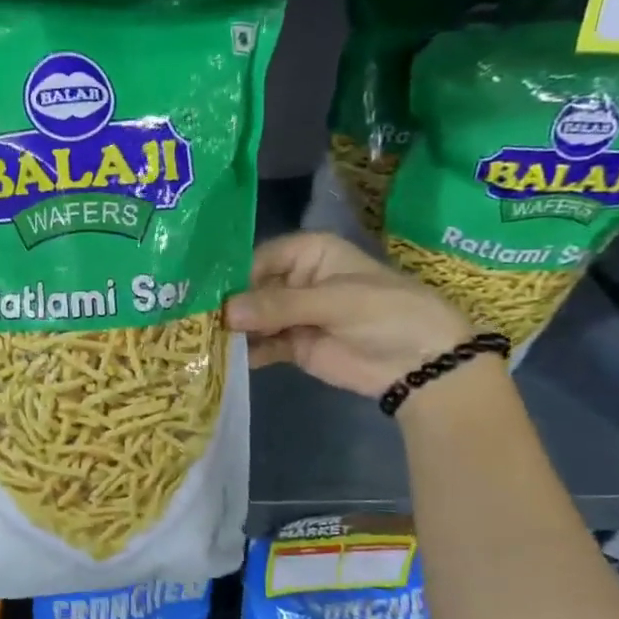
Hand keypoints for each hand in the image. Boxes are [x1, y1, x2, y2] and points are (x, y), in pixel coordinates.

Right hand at [224, 233, 472, 399]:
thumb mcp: (335, 302)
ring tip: (202, 342)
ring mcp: (292, 314)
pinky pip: (260, 345)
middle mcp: (294, 280)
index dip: (232, 276)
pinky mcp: (292, 345)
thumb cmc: (388, 314)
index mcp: (308, 253)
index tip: (202, 295)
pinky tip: (222, 358)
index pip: (258, 259)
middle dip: (227, 306)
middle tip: (194, 321)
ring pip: (251, 318)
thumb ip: (280, 305)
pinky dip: (244, 352)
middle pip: (250, 290)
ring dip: (232, 331)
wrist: (424, 364)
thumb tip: (227, 313)